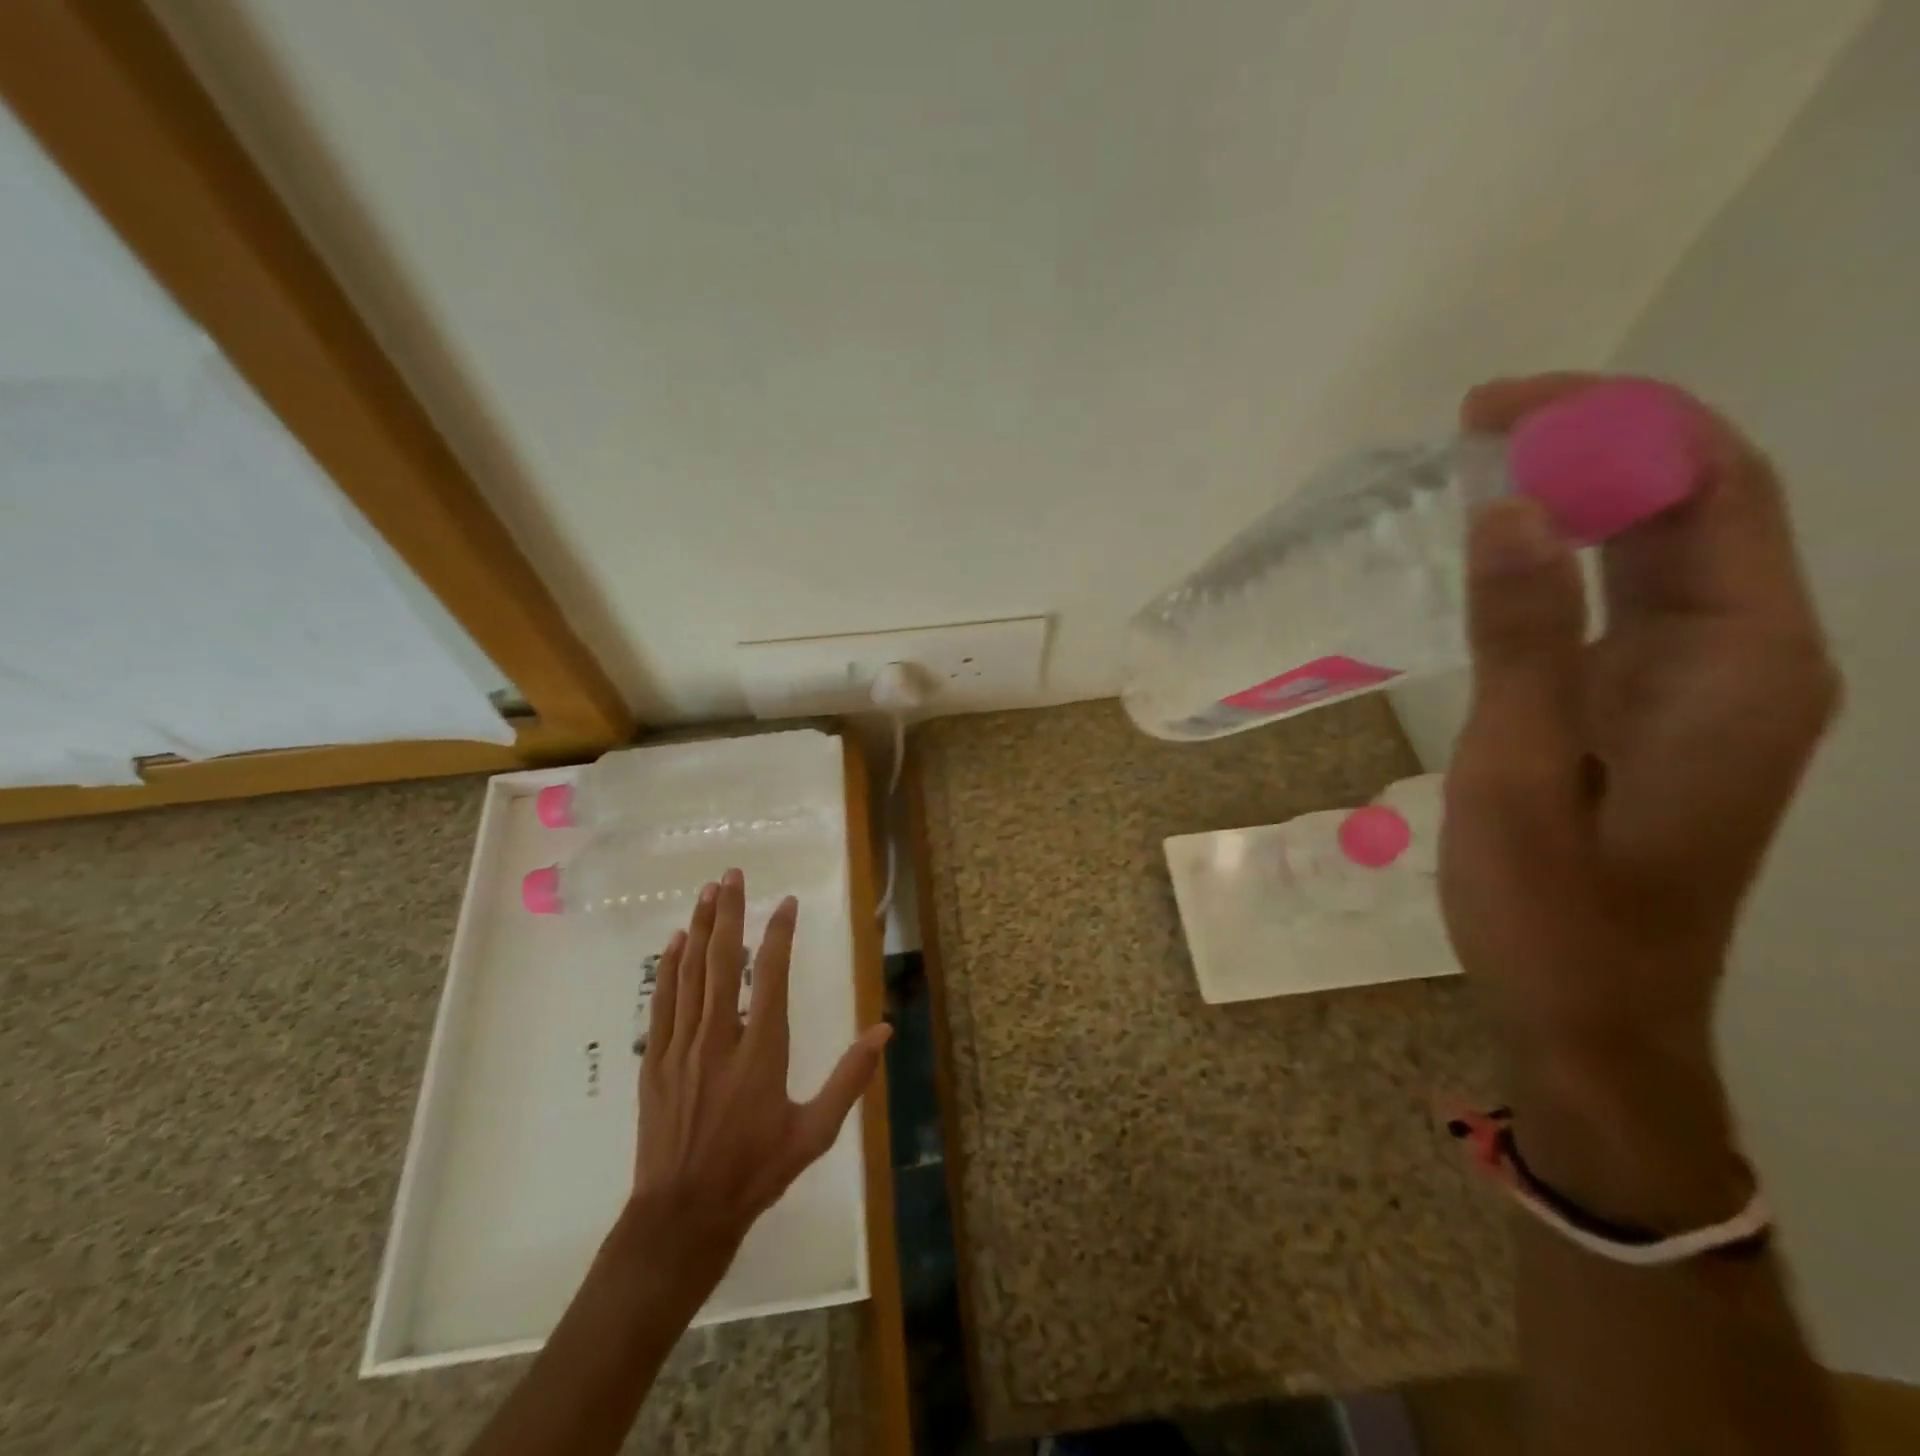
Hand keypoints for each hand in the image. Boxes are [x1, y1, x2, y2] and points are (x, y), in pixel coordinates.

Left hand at [625, 868, 890, 1286]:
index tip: (786, 903)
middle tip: (733, 876)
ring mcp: (681, 1048)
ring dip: (700, 929)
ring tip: (707, 893)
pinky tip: (676, 942)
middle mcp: (719, 1039)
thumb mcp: (815, 1132)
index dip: (780, 935)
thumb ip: (850, 1078)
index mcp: (761, 1052)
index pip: (772, 977)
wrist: (683, 1216)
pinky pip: (663, 1004)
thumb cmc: (755, 1171)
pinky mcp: (655, 1063)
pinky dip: (670, 968)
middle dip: (729, 914)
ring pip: (690, 975)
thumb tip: (884, 1030)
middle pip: (724, 963)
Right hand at [1440, 374, 1837, 1220]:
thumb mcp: (1518, 769)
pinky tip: (1506, 550)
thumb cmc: (1552, 906)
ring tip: (1482, 464)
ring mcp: (1707, 687)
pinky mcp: (1657, 712)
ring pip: (1664, 551)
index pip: (1710, 490)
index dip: (1616, 422)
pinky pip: (1629, 604)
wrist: (1591, 1012)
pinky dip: (1570, 557)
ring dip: (1583, 493)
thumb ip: (1521, 637)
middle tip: (1477, 422)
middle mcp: (1752, 660)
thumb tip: (1507, 509)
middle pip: (1699, 504)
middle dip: (1598, 440)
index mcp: (1744, 666)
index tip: (1499, 407)